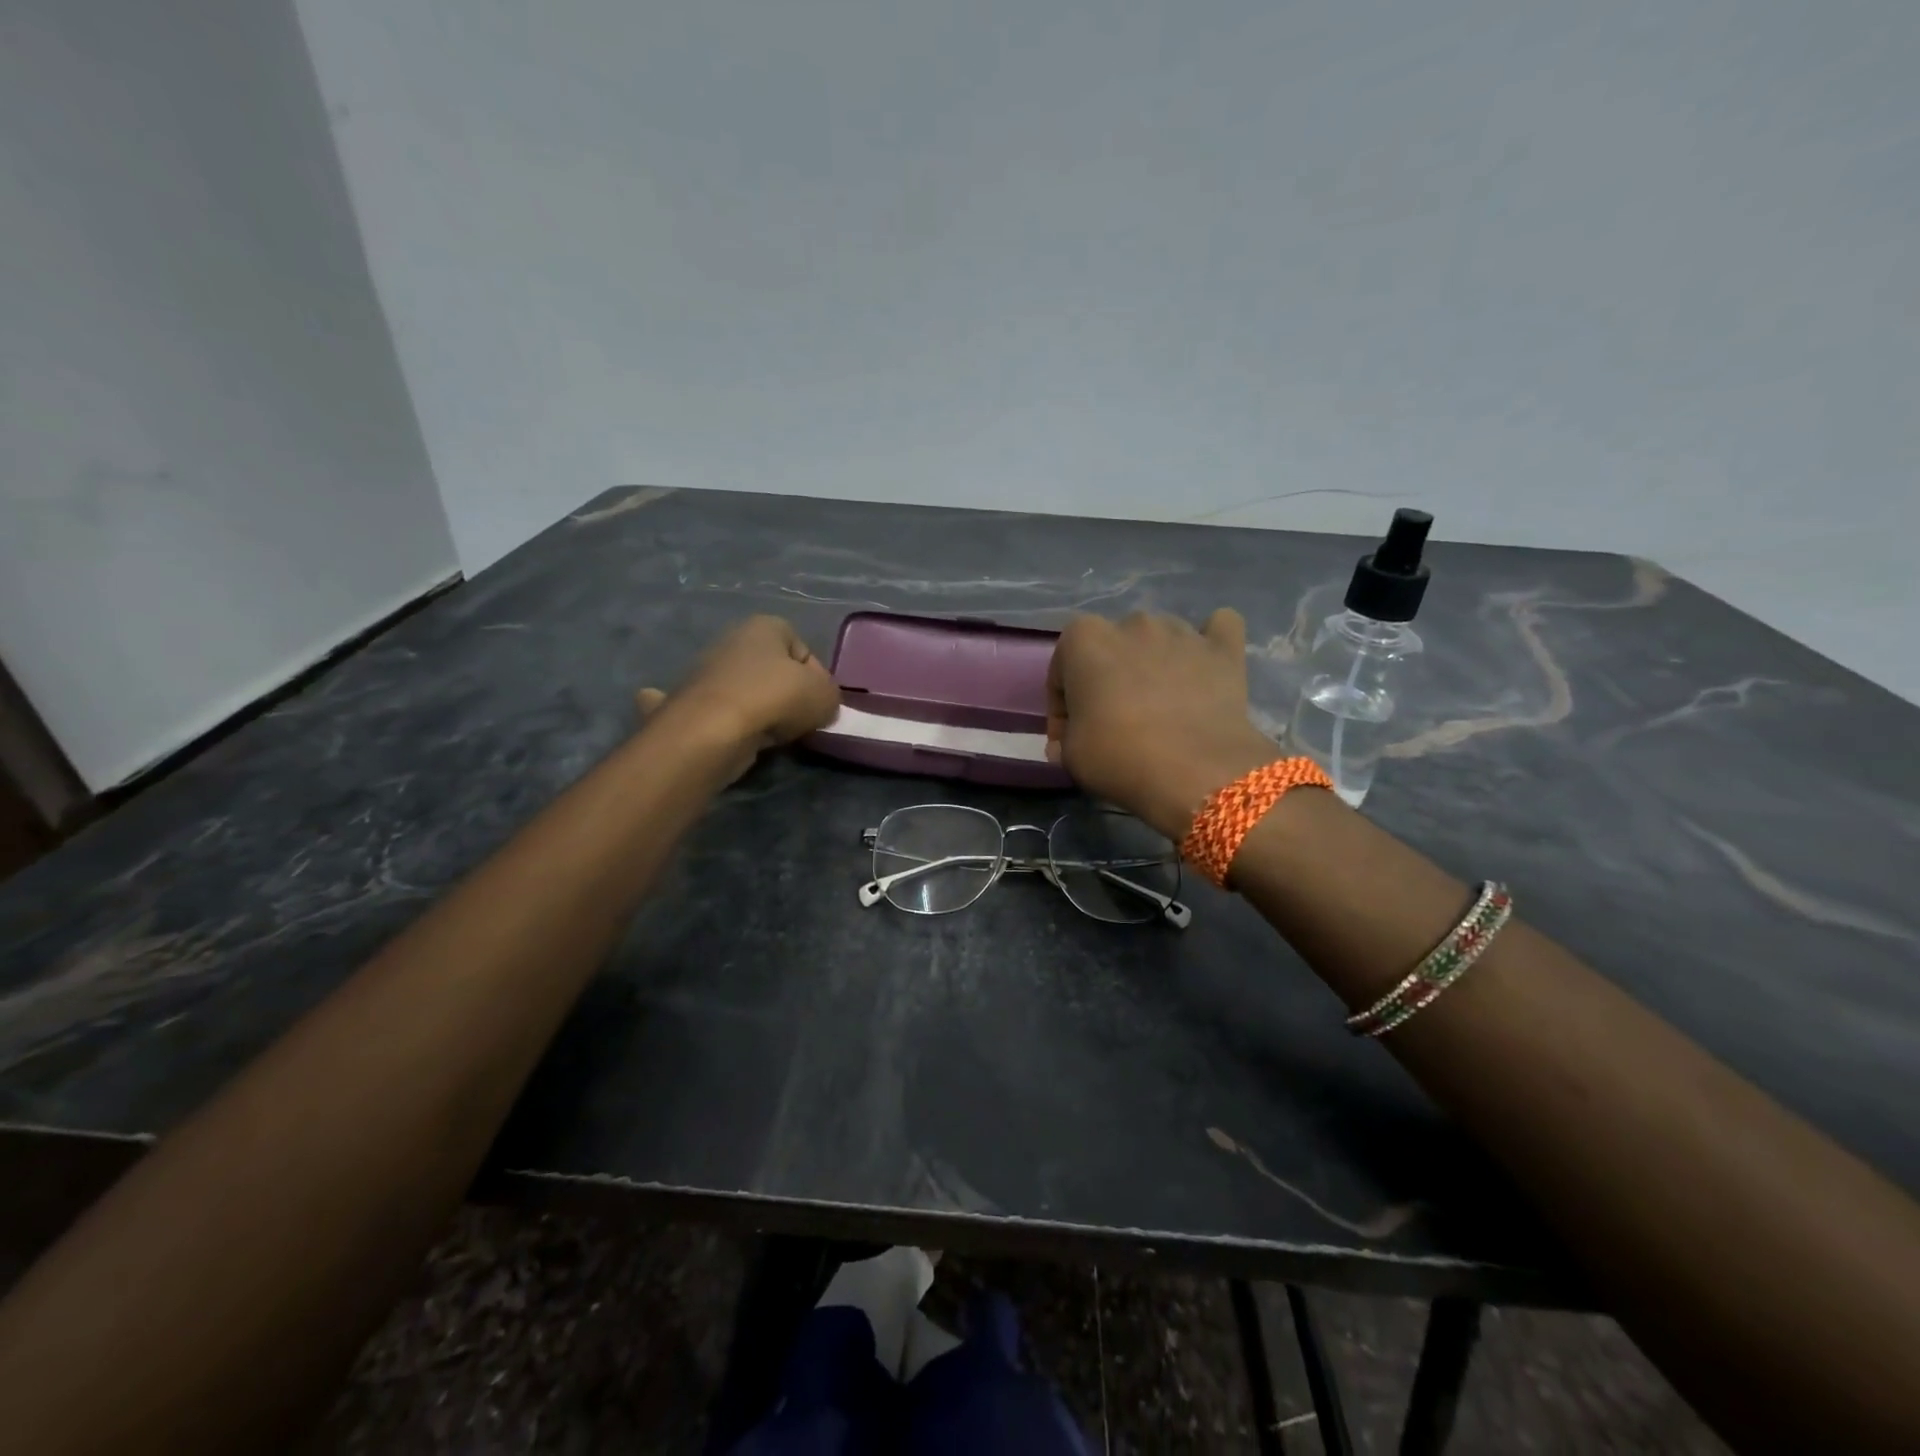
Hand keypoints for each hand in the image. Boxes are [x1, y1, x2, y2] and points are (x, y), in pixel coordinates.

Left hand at [637, 616, 839, 778]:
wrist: (713, 729)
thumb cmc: (775, 697)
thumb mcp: (825, 695)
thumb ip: (831, 696)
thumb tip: (821, 706)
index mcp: (765, 625)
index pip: (805, 650)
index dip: (818, 678)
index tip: (820, 702)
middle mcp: (734, 641)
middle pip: (778, 672)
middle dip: (792, 696)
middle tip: (802, 719)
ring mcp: (711, 672)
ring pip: (755, 694)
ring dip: (769, 712)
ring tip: (777, 732)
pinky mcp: (697, 703)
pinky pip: (733, 713)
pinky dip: (744, 725)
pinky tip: (751, 737)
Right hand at [1046, 609, 1278, 838]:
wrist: (1196, 772)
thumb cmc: (1120, 757)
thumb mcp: (1070, 756)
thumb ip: (1064, 739)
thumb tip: (1067, 742)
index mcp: (1085, 639)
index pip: (1062, 670)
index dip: (1063, 707)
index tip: (1069, 738)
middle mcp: (1133, 623)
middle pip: (1112, 649)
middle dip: (1109, 679)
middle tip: (1114, 722)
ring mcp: (1182, 631)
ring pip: (1160, 638)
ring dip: (1154, 664)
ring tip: (1161, 705)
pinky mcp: (1224, 648)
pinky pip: (1218, 629)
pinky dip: (1209, 643)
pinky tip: (1204, 666)